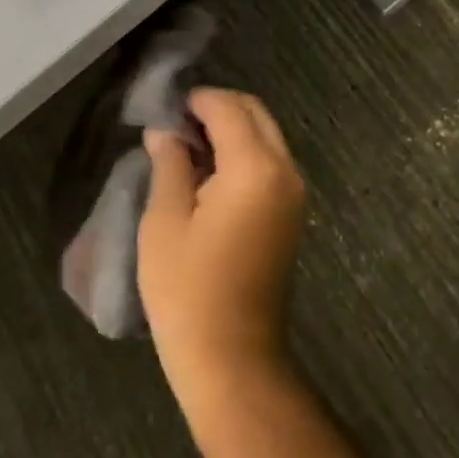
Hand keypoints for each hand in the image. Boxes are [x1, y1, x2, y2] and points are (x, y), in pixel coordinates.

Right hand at [140, 89, 307, 413]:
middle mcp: (285, 169)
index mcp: (255, 167)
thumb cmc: (189, 290)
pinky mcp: (293, 211)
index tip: (163, 107)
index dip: (195, 100)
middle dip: (217, 108)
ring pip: (266, 135)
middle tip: (174, 124)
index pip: (228, 108)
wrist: (233, 357)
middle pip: (255, 113)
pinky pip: (270, 161)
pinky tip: (208, 171)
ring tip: (186, 147)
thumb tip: (166, 130)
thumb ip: (169, 164)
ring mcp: (294, 191)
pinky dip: (243, 152)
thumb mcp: (165, 222)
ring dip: (231, 129)